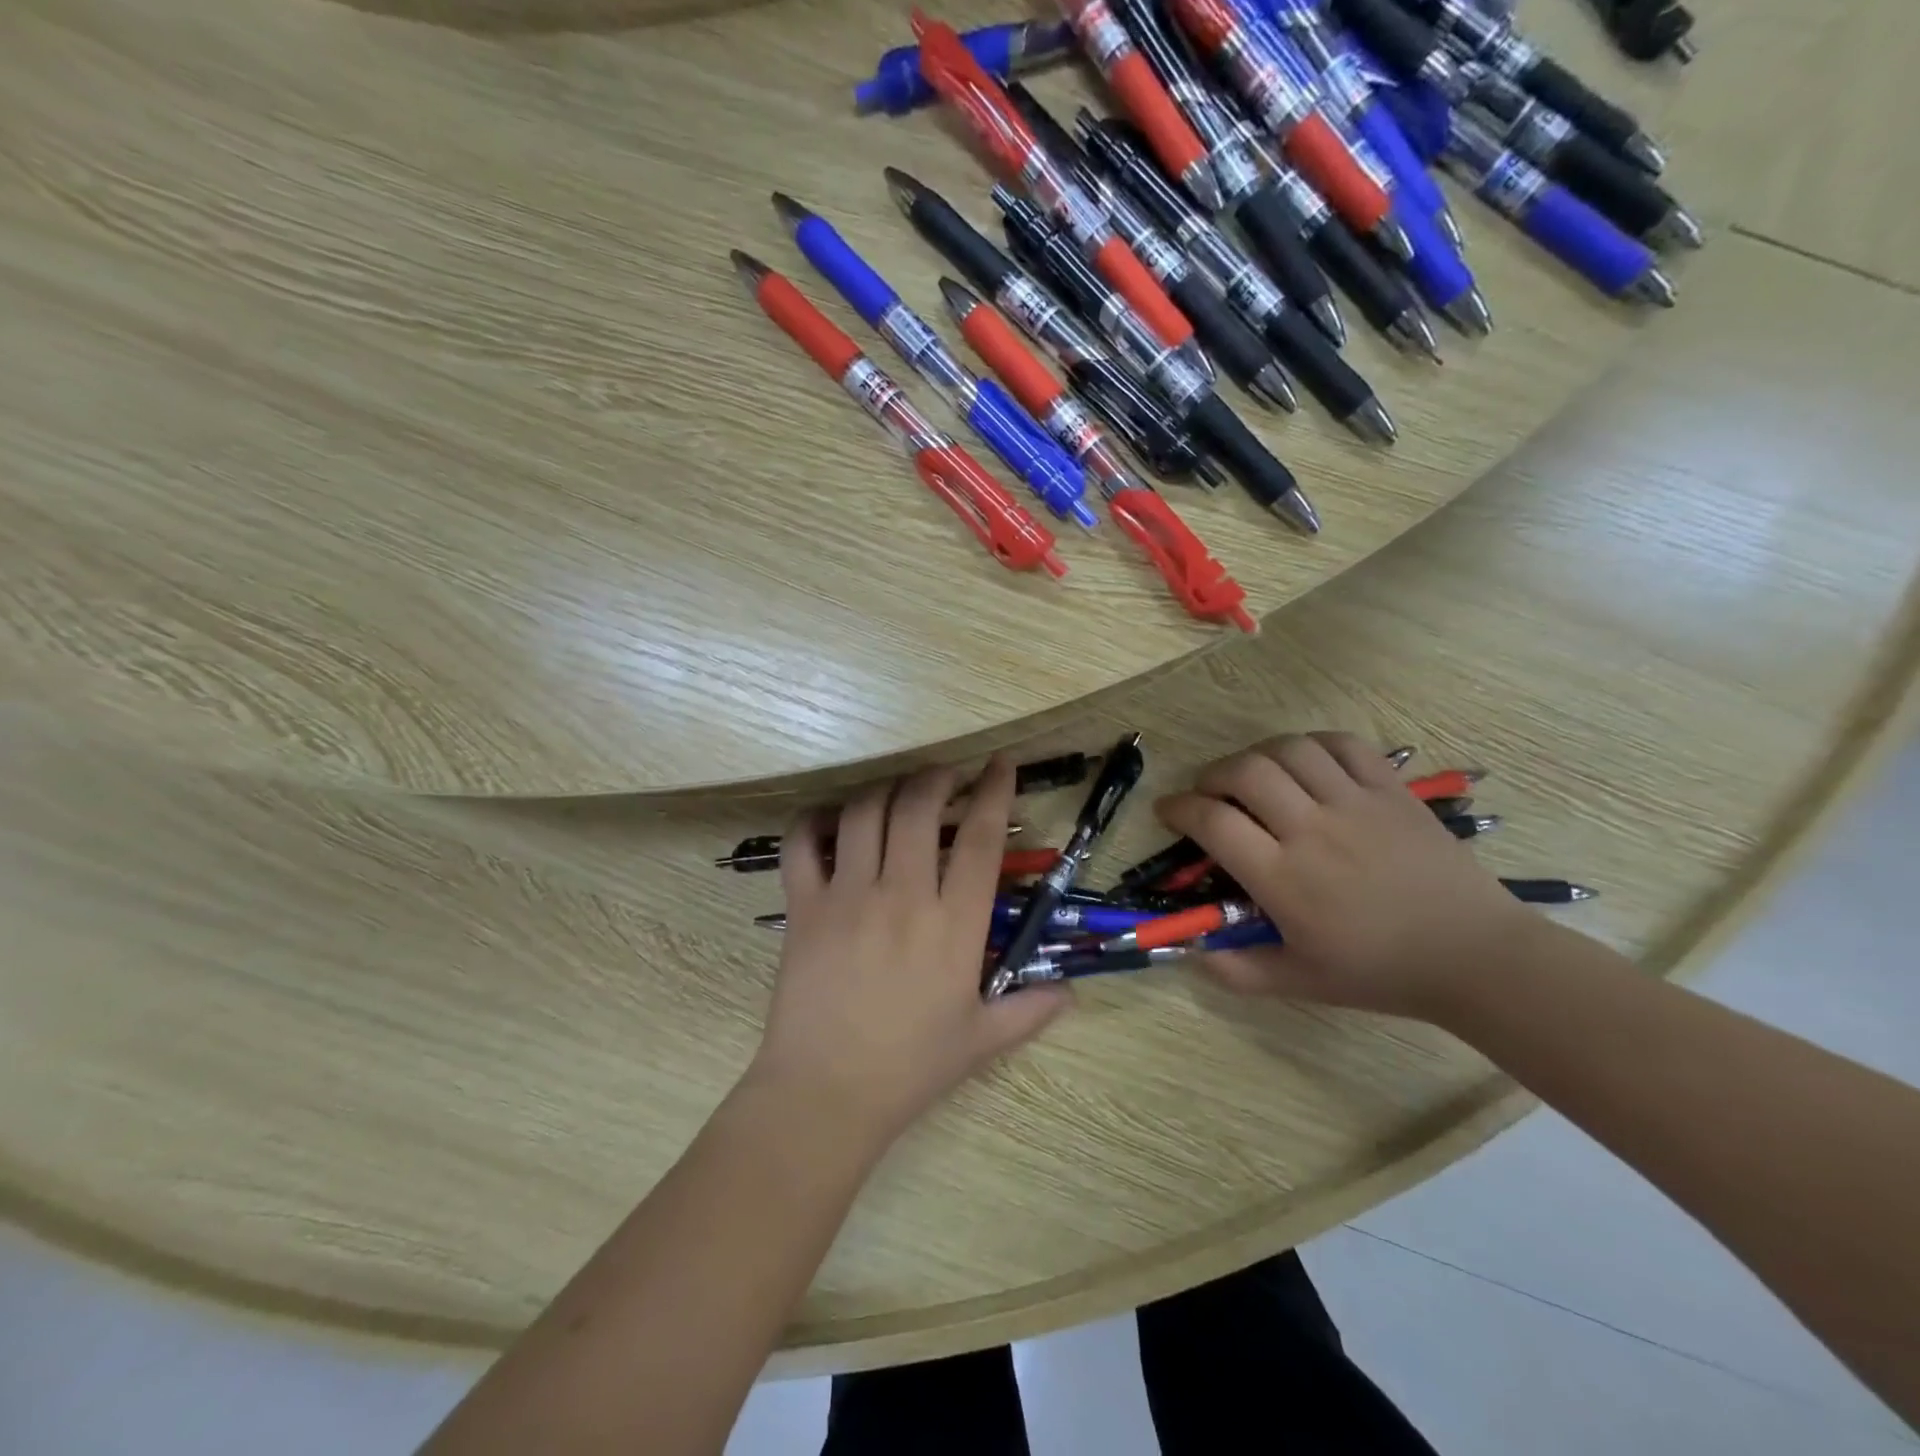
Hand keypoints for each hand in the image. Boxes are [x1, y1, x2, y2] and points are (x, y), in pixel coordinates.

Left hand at [748, 756, 1070, 1145]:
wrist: (825, 1093)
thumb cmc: (910, 1067)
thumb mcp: (982, 1041)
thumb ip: (1030, 1009)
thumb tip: (1070, 991)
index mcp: (954, 926)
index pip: (980, 839)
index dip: (994, 792)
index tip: (1000, 764)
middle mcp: (903, 896)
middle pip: (919, 807)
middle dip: (936, 777)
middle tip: (946, 776)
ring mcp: (848, 896)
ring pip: (865, 813)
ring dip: (885, 790)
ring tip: (898, 792)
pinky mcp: (804, 906)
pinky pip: (803, 844)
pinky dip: (815, 820)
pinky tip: (833, 819)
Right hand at [1156, 733, 1530, 1019]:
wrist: (1474, 956)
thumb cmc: (1379, 971)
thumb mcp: (1300, 982)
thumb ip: (1237, 971)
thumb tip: (1189, 954)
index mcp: (1284, 878)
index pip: (1213, 822)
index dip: (1179, 809)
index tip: (1169, 811)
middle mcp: (1312, 830)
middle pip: (1244, 773)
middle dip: (1212, 775)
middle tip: (1209, 792)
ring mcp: (1355, 804)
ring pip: (1289, 750)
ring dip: (1257, 755)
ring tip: (1253, 775)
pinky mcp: (1391, 791)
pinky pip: (1343, 744)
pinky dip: (1312, 744)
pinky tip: (1304, 762)